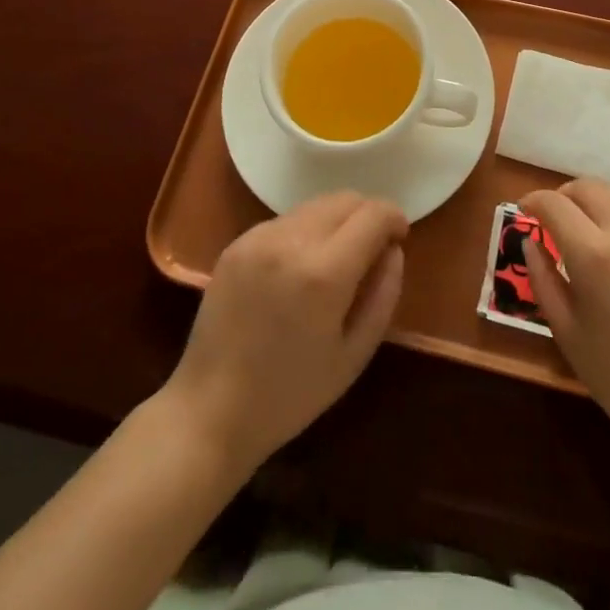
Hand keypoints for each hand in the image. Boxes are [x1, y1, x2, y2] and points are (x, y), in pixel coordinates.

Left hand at [165, 192, 406, 472]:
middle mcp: (290, 241)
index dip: (394, 218)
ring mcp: (258, 237)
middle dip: (367, 214)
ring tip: (336, 258)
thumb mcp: (353, 356)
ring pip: (314, 205)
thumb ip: (383, 294)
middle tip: (373, 248)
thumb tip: (393, 250)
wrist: (210, 410)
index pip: (372, 214)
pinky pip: (285, 220)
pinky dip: (305, 230)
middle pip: (344, 199)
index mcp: (324, 273)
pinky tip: (299, 268)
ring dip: (336, 220)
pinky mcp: (237, 242)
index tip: (399, 237)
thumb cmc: (290, 395)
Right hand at [520, 179, 609, 458]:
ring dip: (596, 201)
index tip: (524, 211)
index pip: (554, 204)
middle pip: (588, 187)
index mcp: (593, 256)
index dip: (532, 201)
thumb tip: (531, 241)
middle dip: (564, 196)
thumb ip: (542, 277)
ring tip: (587, 226)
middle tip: (554, 218)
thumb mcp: (565, 330)